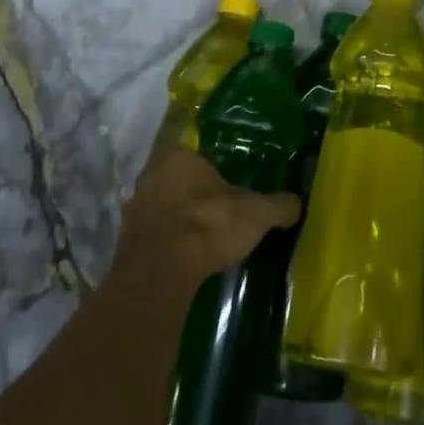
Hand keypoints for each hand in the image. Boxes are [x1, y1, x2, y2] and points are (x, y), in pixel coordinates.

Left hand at [113, 144, 299, 291]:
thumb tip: (298, 202)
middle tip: (220, 207)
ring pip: (164, 206)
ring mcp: (134, 208)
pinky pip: (154, 234)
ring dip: (180, 217)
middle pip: (178, 178)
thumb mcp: (256, 213)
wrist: (160, 274)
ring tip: (204, 234)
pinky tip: (186, 255)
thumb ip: (278, 205)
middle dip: (197, 192)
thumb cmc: (208, 225)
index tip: (229, 180)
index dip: (213, 165)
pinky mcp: (126, 241)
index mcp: (178, 155)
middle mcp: (150, 174)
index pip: (197, 150)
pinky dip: (168, 241)